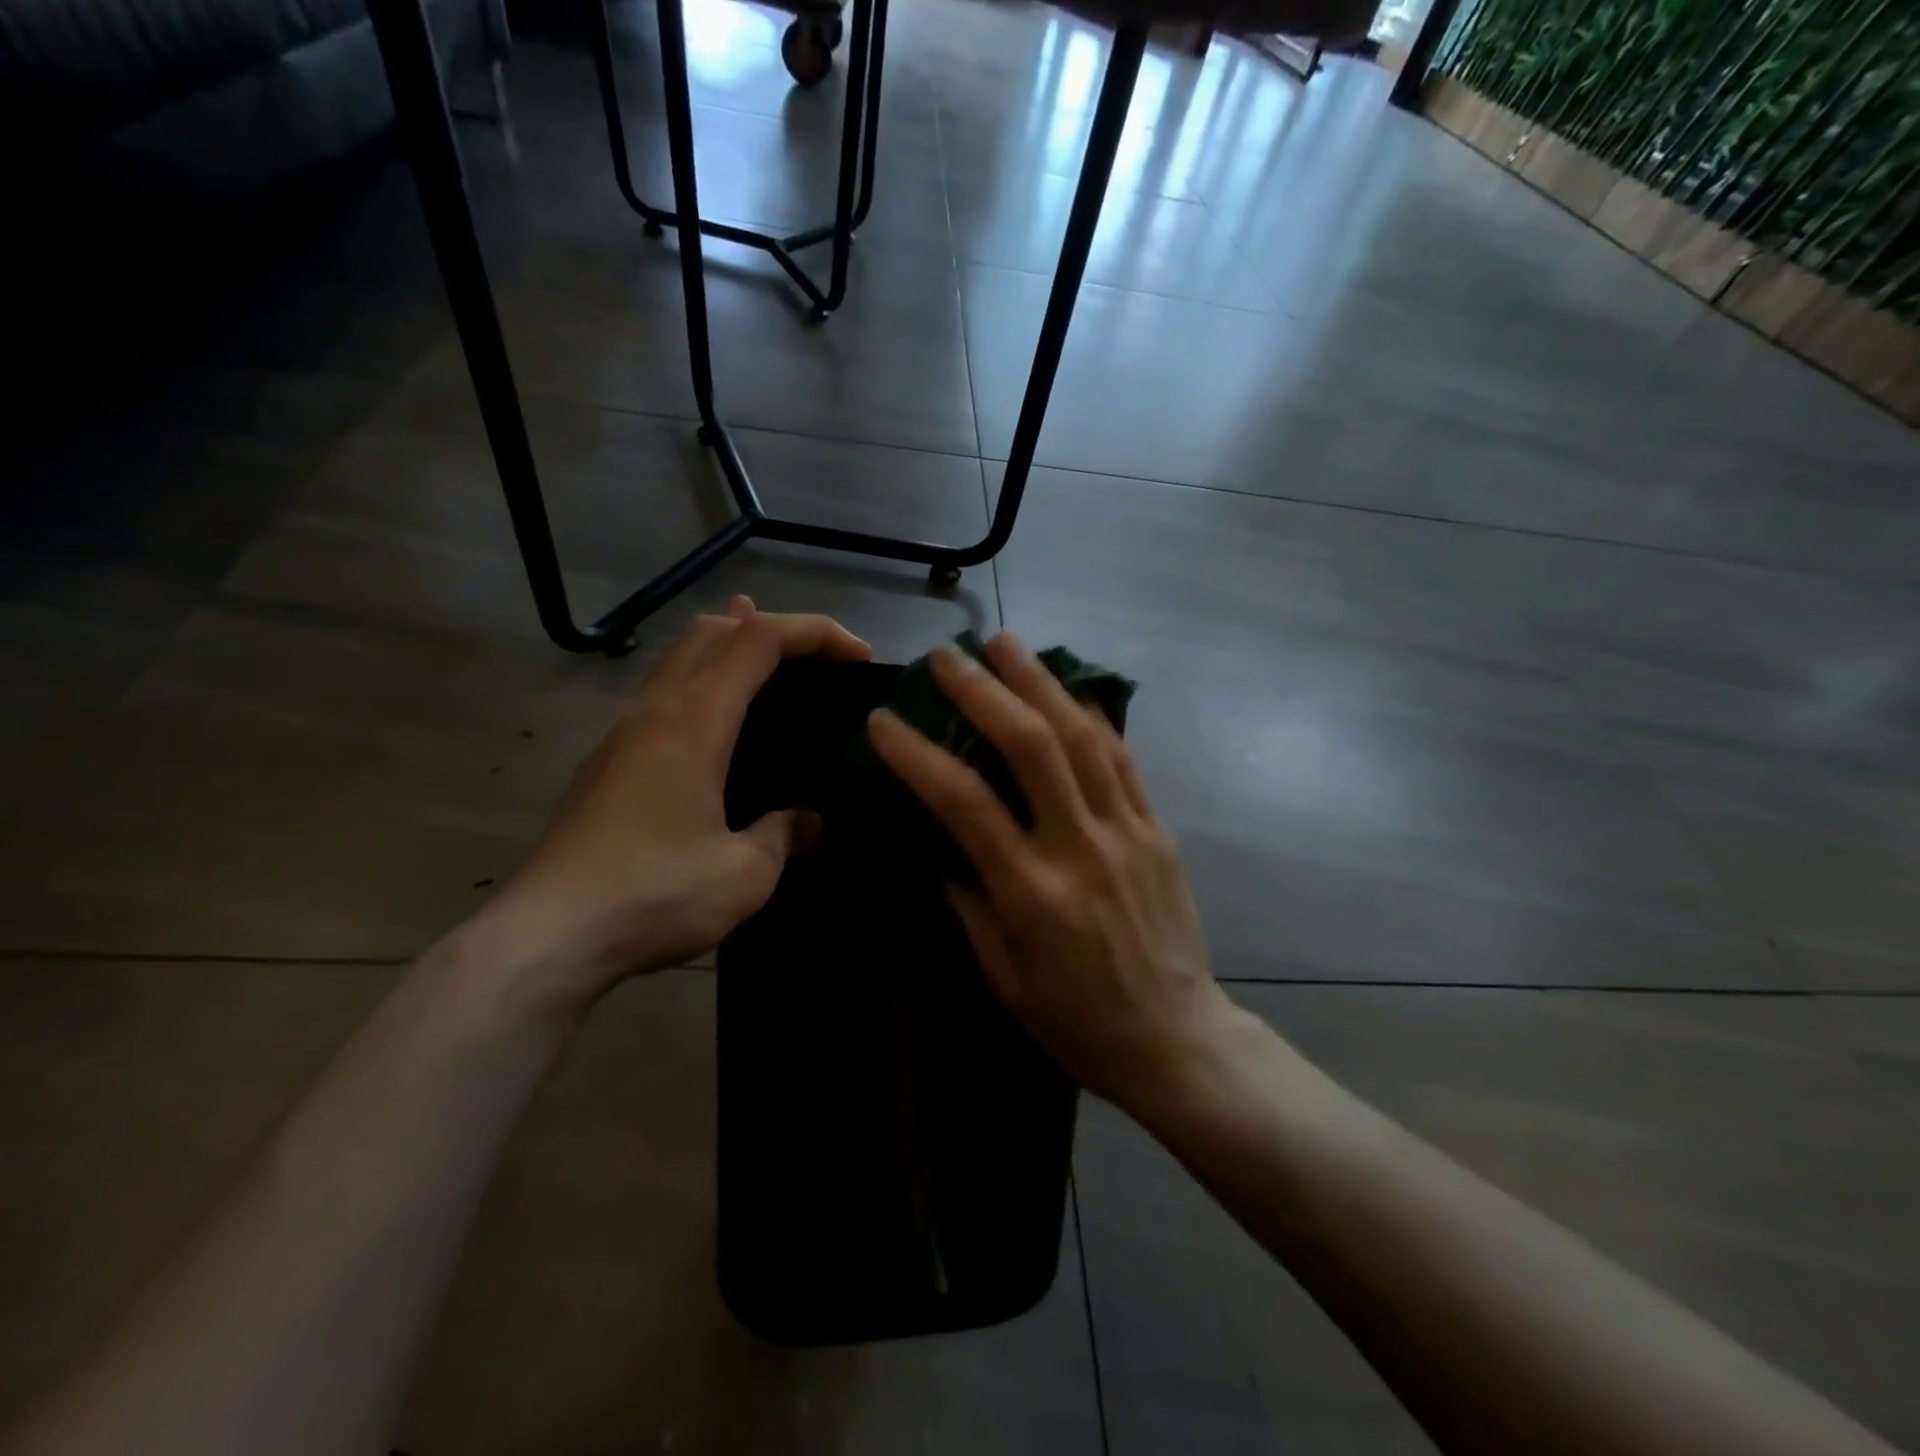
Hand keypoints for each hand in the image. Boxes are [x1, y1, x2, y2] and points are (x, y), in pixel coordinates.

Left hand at [483, 597, 870, 1012]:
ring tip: (774, 668)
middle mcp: (656, 710)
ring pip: (680, 656)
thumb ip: (783, 835)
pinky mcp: (608, 761)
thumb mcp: (743, 874)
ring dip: (731, 646)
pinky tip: (720, 724)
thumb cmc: (654, 895)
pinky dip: (703, 681)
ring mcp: (624, 732)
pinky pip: (664, 692)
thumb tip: (808, 820)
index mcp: (694, 721)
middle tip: (818, 659)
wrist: (547, 936)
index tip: (858, 656)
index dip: (814, 632)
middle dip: (771, 626)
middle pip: (713, 630)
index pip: (759, 640)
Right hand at [866, 633, 1236, 1112]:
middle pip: (1031, 747)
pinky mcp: (1158, 829)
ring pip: (1083, 738)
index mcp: (1031, 893)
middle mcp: (1080, 847)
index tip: (883, 720)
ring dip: (1041, 682)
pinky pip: (1122, 759)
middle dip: (984, 691)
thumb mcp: (1003, 975)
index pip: (964, 803)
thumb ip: (968, 904)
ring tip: (1006, 643)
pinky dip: (1091, 717)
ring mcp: (1127, 832)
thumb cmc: (1076, 1021)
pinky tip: (1067, 689)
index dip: (918, 754)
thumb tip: (942, 849)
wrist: (1175, 1039)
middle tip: (948, 657)